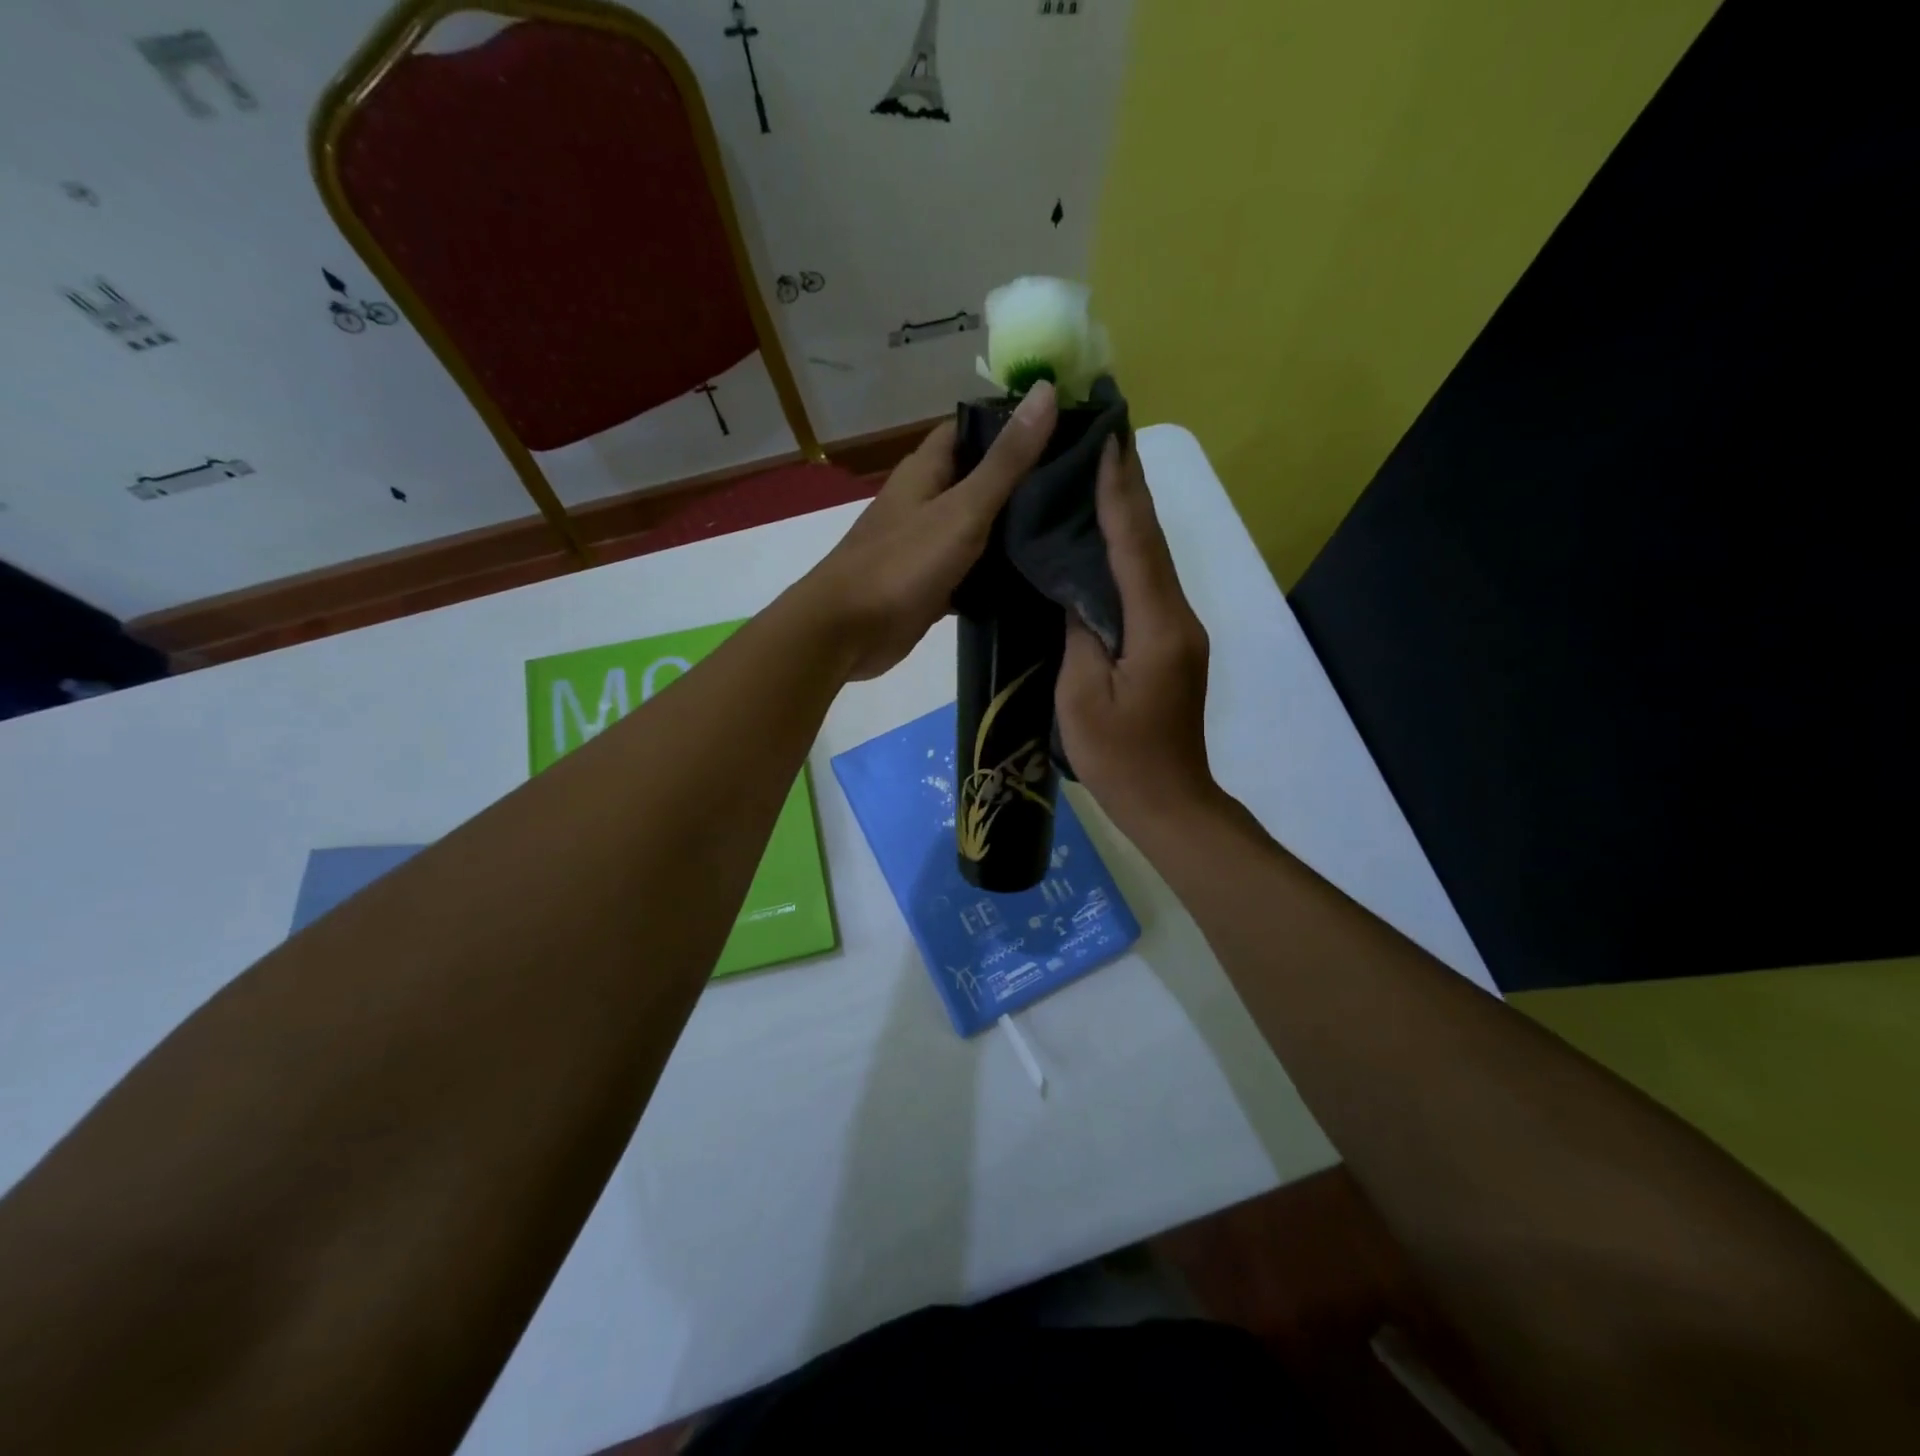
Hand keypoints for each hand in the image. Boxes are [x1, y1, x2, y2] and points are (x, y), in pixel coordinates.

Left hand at [799, 381, 1058, 680]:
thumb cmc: (902, 564)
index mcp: (926, 469)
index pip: (972, 428)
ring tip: (1068, 526)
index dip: (1013, 424)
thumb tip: (1046, 389)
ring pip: (976, 527)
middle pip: (978, 478)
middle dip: (1022, 480)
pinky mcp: (929, 583)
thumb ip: (1006, 460)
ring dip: (1011, 529)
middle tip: (1078, 484)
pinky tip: (1034, 576)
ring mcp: (925, 544)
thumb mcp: (963, 508)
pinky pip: (969, 570)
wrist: (848, 632)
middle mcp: (924, 500)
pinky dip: (994, 573)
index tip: (1065, 428)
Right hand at [1056, 437, 1219, 834]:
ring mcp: (1180, 630)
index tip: (1108, 441)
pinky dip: (1129, 552)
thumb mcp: (1081, 696)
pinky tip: (1108, 539)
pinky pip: (1149, 586)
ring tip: (1102, 472)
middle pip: (1153, 542)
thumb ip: (1080, 633)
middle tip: (1106, 437)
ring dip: (1131, 516)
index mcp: (1156, 627)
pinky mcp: (1173, 644)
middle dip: (1131, 488)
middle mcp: (1178, 617)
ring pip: (1154, 561)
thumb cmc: (1118, 756)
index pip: (1136, 545)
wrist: (1167, 800)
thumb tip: (1076, 587)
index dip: (1120, 493)